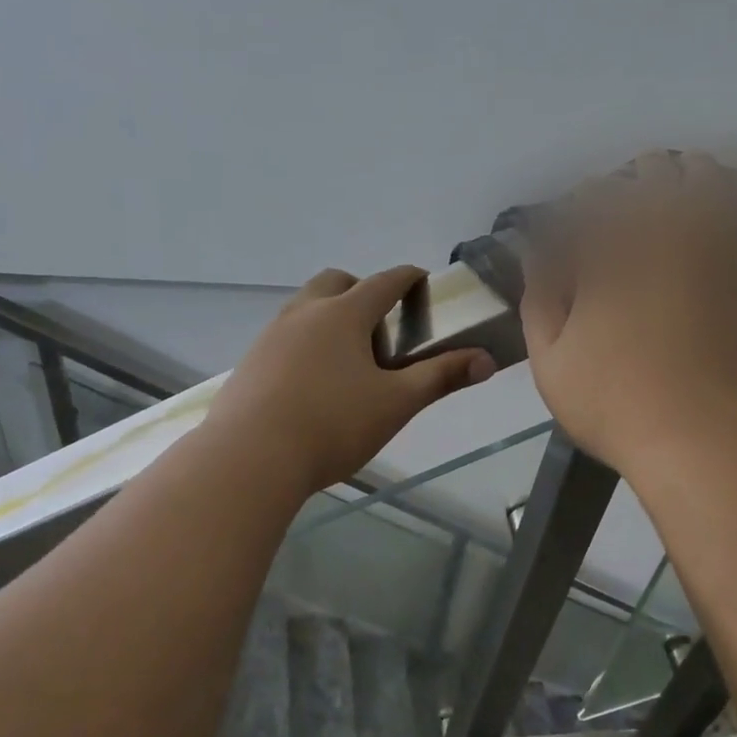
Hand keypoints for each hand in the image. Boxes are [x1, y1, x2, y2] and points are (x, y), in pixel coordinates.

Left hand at [207, 266, 496, 492]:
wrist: (250, 457)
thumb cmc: (332, 425)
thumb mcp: (396, 403)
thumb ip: (441, 377)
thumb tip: (486, 360)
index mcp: (344, 313)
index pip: (384, 281)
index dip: (408, 278)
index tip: (421, 282)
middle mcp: (304, 312)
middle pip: (336, 282)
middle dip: (362, 291)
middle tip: (380, 328)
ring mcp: (271, 334)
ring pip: (306, 307)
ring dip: (330, 316)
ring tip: (347, 359)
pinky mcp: (250, 361)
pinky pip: (284, 335)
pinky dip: (305, 342)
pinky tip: (311, 383)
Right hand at [521, 151, 736, 476]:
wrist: (706, 439)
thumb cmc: (616, 405)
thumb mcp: (550, 362)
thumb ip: (539, 299)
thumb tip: (537, 254)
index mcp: (610, 252)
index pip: (592, 195)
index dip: (580, 205)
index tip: (574, 228)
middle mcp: (665, 232)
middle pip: (651, 169)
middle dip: (629, 183)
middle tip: (620, 217)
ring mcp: (717, 242)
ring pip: (705, 172)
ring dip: (681, 178)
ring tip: (670, 205)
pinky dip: (734, 190)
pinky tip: (721, 205)